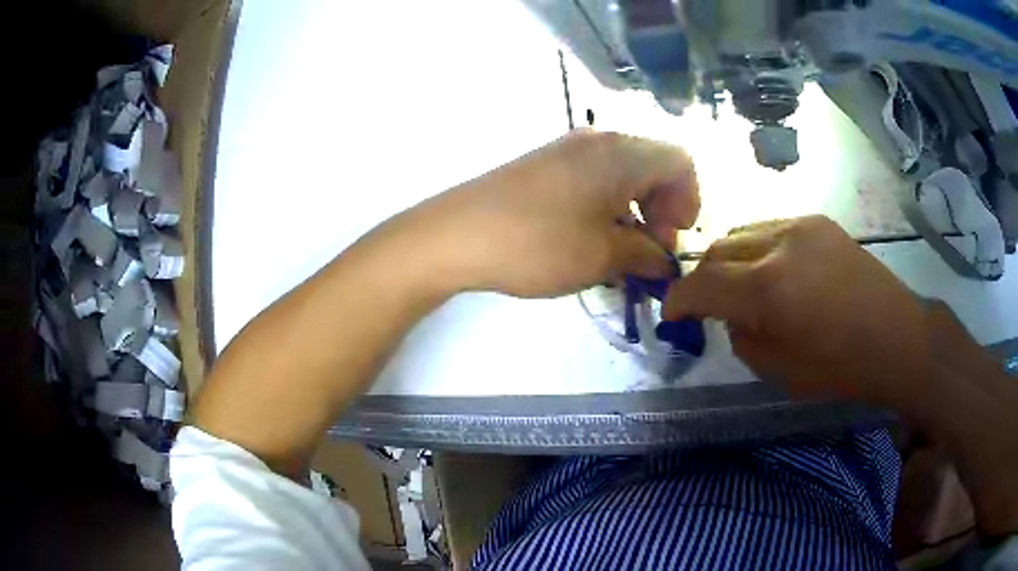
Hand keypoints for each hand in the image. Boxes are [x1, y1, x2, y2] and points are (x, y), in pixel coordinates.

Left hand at [401, 130, 699, 297]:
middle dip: (663, 209)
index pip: (681, 161)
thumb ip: (645, 256)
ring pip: (623, 174)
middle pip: (654, 165)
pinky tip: (591, 240)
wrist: (454, 235)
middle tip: (649, 253)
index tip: (672, 239)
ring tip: (621, 254)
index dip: (689, 201)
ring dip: (634, 211)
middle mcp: (598, 141)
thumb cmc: (537, 243)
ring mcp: (567, 150)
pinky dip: (607, 206)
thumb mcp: (603, 256)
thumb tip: (663, 261)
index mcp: (621, 153)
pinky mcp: (544, 165)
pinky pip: (594, 178)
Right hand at [663, 215, 930, 406]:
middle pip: (718, 248)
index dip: (679, 298)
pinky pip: (770, 228)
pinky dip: (756, 248)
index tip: (671, 312)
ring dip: (728, 259)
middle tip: (704, 303)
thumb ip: (742, 337)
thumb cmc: (840, 367)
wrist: (896, 337)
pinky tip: (770, 269)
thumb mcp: (779, 370)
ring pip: (742, 231)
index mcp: (768, 289)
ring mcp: (800, 225)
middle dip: (702, 277)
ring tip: (737, 284)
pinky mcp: (818, 221)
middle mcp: (778, 244)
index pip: (703, 283)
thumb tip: (730, 315)